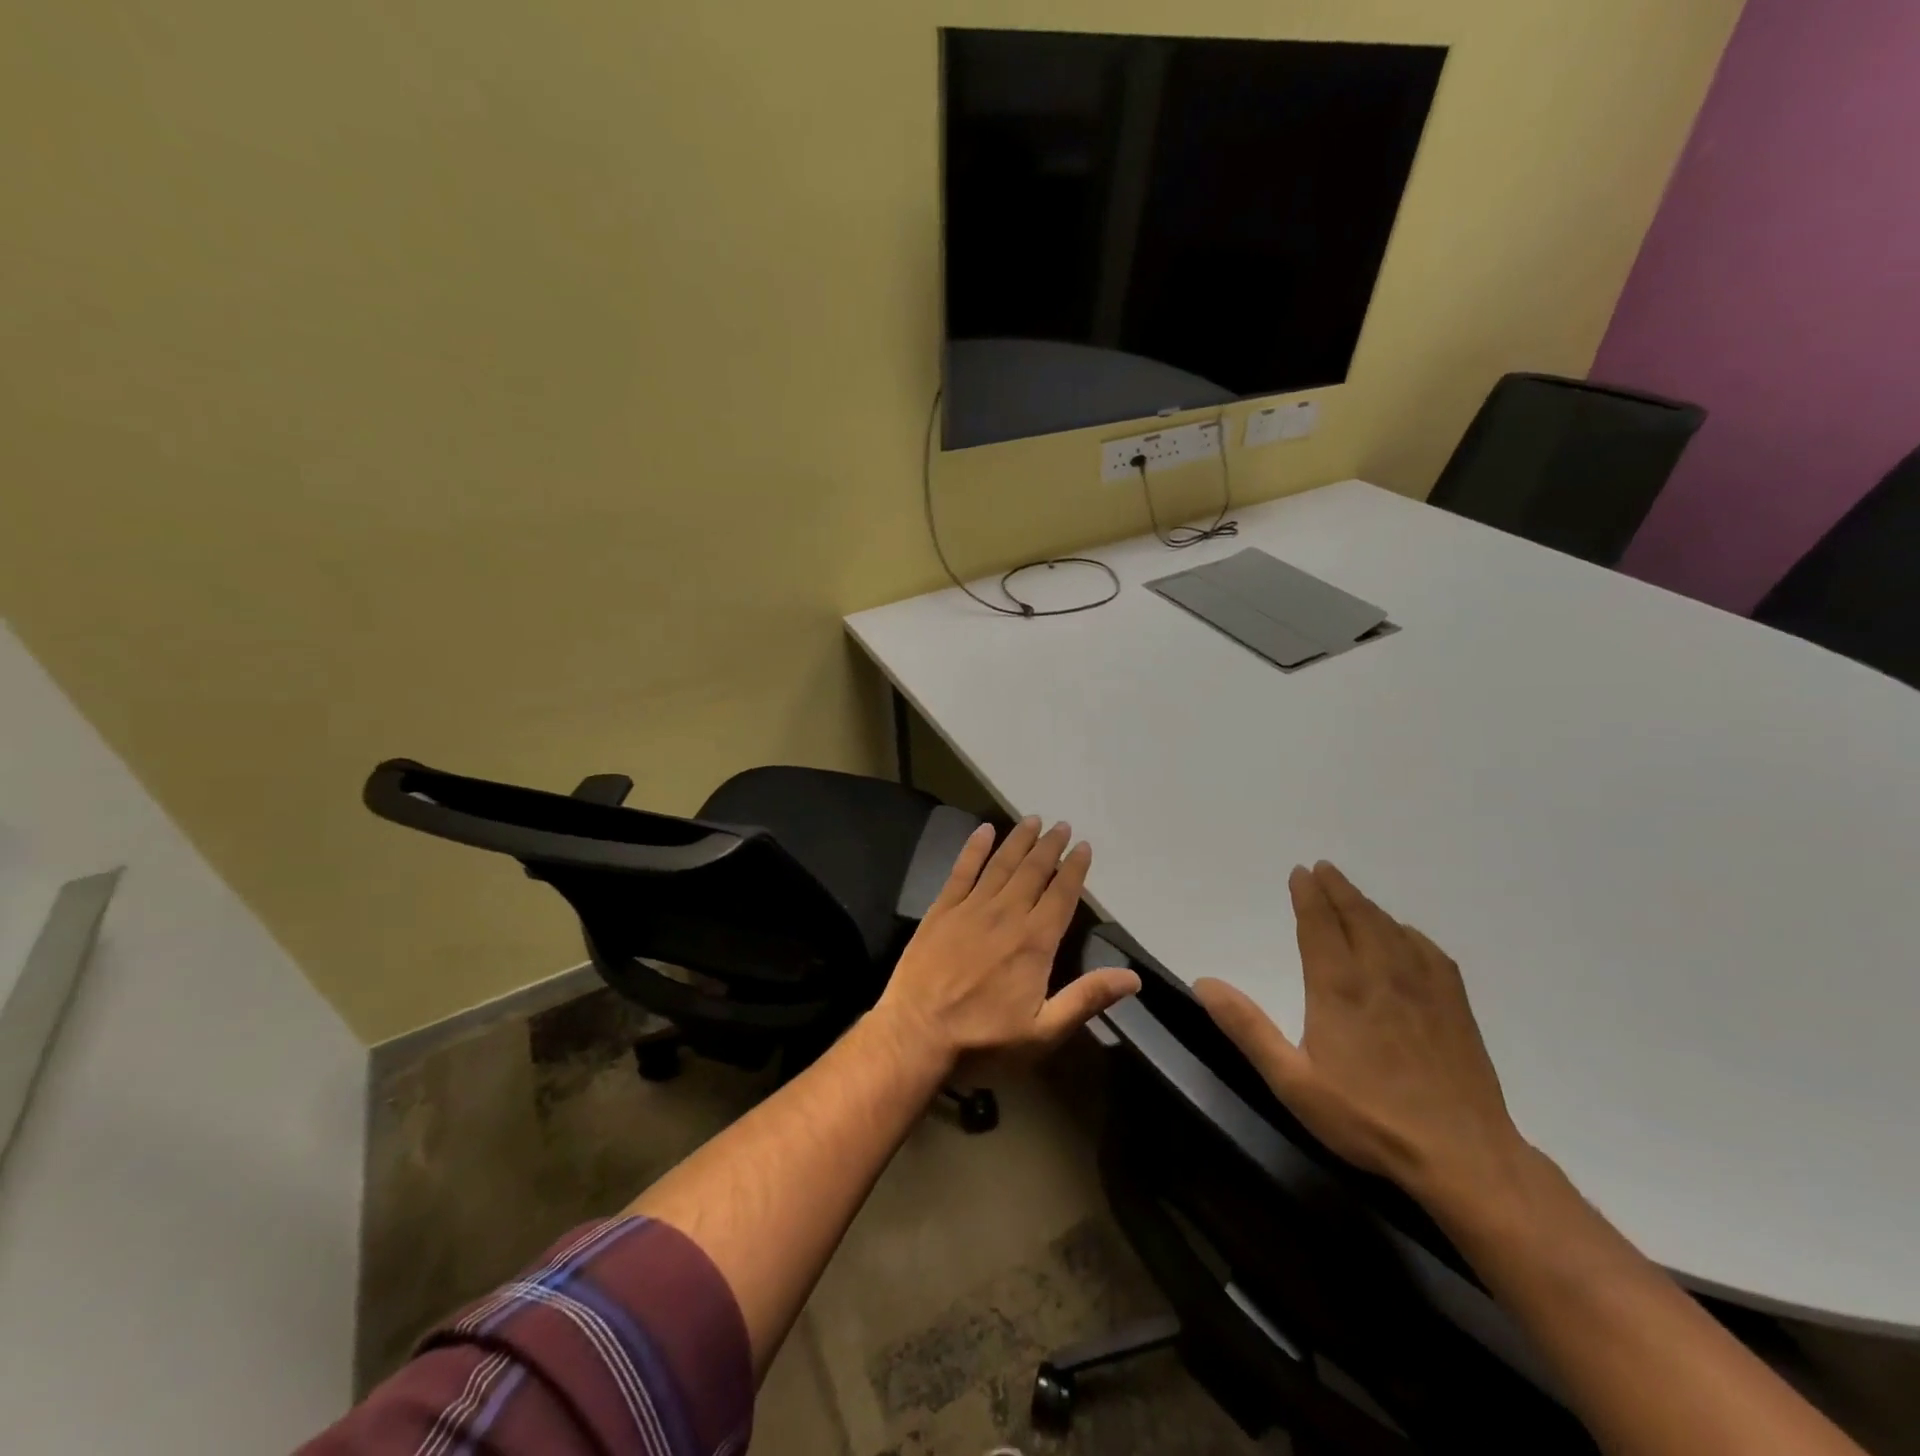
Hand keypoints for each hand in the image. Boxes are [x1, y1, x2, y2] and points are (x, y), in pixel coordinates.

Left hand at [877, 817, 1140, 1068]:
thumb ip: (1086, 999)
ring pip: (1001, 865)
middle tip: (1061, 825)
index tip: (1084, 846)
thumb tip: (1133, 977)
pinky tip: (983, 830)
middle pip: (1033, 872)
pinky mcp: (941, 910)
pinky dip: (974, 848)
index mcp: (1034, 942)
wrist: (916, 1035)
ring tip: (1032, 819)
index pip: (1061, 895)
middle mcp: (1006, 915)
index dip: (1074, 870)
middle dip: (1050, 847)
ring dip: (1018, 840)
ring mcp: (971, 909)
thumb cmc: (984, 1039)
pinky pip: (962, 871)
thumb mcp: (1043, 1032)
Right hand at [1193, 862, 1528, 1208]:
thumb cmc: (1367, 1118)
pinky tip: (1404, 935)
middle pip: (1357, 915)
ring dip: (1367, 905)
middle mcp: (1380, 973)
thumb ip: (1248, 1029)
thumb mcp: (1293, 1081)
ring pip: (1391, 928)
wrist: (1464, 1156)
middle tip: (1323, 869)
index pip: (1319, 924)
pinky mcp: (1454, 1006)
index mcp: (1338, 986)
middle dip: (1337, 889)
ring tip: (1352, 894)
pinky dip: (1407, 932)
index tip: (1300, 873)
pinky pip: (1427, 951)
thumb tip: (1204, 983)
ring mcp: (1422, 987)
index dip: (1308, 895)